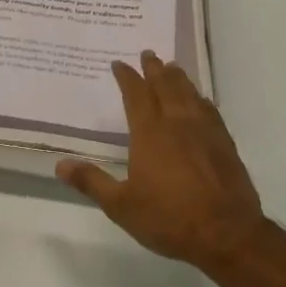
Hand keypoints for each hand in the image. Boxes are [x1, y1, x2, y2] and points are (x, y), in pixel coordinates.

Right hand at [56, 51, 265, 272]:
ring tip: (172, 67)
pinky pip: (210, 111)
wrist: (226, 233)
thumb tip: (60, 165)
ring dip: (178, 78)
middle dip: (154, 68)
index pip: (136, 94)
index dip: (127, 77)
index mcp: (149, 132)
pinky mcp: (225, 143)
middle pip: (165, 86)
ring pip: (189, 93)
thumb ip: (91, 182)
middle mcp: (177, 122)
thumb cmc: (168, 218)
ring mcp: (204, 130)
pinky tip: (201, 100)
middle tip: (148, 53)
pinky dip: (201, 99)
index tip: (119, 63)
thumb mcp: (120, 205)